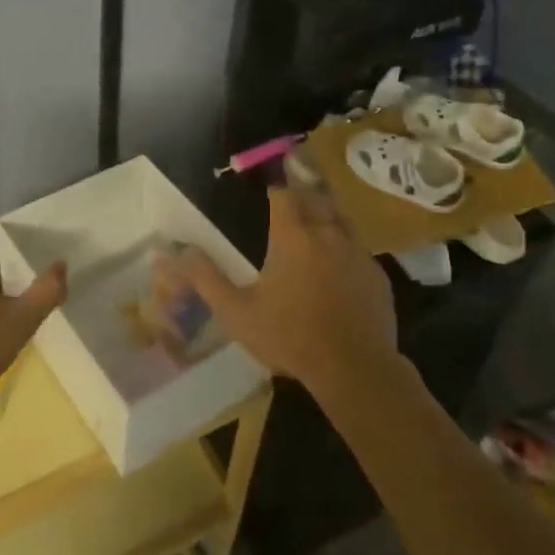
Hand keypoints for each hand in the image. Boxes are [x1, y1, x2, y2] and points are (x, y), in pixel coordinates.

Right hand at [172, 183, 395, 391]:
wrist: (354, 368)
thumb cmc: (289, 336)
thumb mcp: (237, 312)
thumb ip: (206, 279)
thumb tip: (177, 253)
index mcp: (292, 236)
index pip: (284, 194)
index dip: (276, 187)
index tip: (270, 186)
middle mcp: (327, 234)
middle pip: (316, 199)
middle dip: (303, 193)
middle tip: (292, 195)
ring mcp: (357, 253)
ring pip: (341, 220)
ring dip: (326, 216)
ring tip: (314, 223)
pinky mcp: (377, 275)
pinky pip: (358, 250)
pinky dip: (345, 248)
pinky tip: (337, 267)